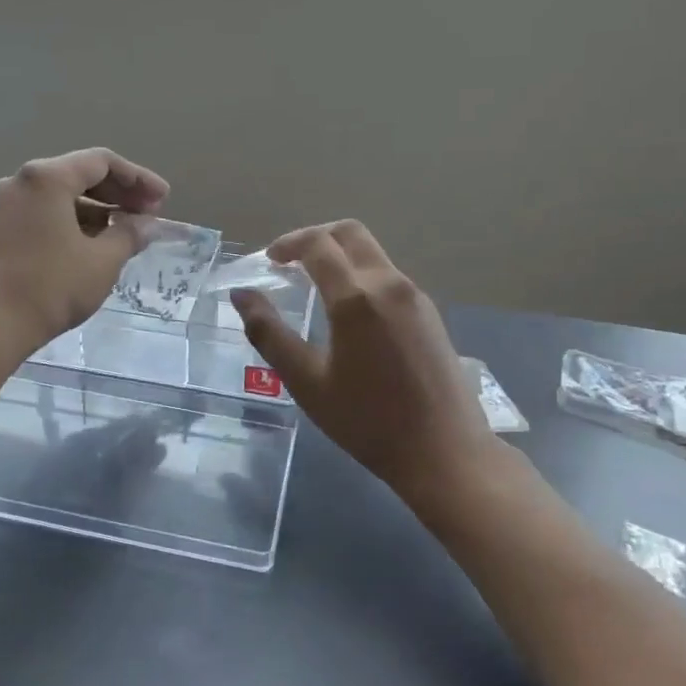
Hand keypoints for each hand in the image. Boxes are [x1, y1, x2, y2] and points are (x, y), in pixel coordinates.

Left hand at [0, 148, 169, 357]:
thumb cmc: (51, 287)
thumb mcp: (102, 261)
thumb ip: (129, 234)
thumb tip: (146, 224)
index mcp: (47, 177)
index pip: (102, 162)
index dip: (138, 179)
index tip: (163, 200)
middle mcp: (22, 181)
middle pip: (79, 174)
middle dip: (118, 193)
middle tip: (148, 214)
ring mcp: (4, 205)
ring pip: (60, 196)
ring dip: (96, 209)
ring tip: (125, 231)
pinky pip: (43, 213)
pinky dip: (72, 221)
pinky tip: (92, 244)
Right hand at [231, 221, 497, 508]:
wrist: (444, 452)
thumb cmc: (367, 421)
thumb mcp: (307, 382)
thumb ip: (269, 334)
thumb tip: (242, 295)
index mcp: (356, 297)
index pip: (318, 244)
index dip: (288, 243)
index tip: (269, 261)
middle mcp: (389, 283)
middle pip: (350, 233)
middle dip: (316, 238)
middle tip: (290, 262)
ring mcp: (415, 296)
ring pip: (372, 253)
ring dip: (340, 256)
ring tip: (315, 288)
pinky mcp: (430, 313)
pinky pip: (389, 276)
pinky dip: (361, 275)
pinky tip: (350, 313)